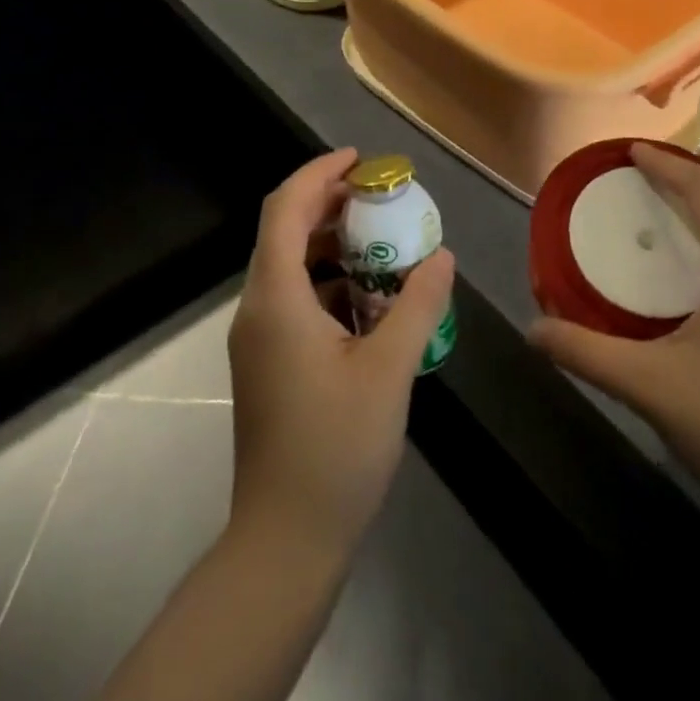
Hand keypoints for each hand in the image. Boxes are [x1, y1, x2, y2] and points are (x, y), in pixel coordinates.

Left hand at [227, 149, 455, 559]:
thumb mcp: (389, 370)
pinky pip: (297, 298)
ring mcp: (260, 338)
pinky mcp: (269, 361)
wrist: (285, 541)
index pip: (286, 208)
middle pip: (286, 231)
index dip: (320, 173)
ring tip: (386, 242)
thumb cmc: (335, 449)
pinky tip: (373, 299)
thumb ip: (417, 304)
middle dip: (332, 204)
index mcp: (277, 299)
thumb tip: (440, 255)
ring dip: (334, 244)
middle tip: (384, 197)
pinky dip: (331, 281)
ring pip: (291, 265)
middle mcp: (258, 308)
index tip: (363, 160)